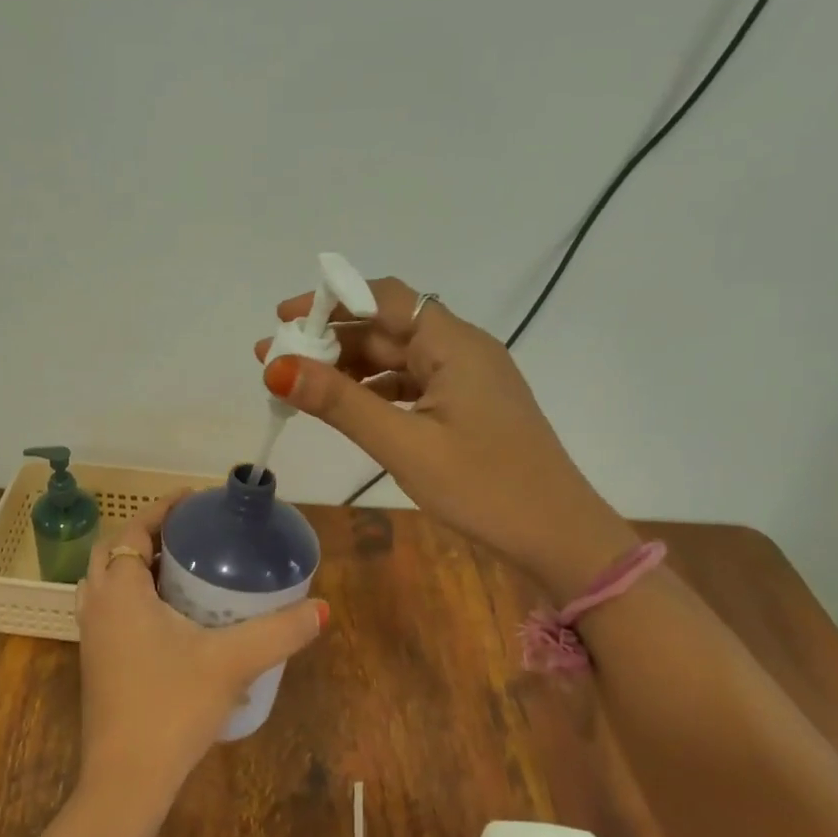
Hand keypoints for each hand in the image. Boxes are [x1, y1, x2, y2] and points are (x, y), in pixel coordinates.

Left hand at [74, 492, 325, 813]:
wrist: (126, 781)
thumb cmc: (171, 708)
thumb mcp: (231, 663)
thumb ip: (278, 632)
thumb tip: (321, 608)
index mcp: (120, 591)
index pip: (134, 530)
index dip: (161, 509)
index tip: (192, 499)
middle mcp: (98, 606)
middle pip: (114, 551)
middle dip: (147, 534)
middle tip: (187, 534)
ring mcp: (92, 637)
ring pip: (106, 582)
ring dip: (135, 566)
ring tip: (178, 568)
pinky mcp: (97, 663)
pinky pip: (109, 610)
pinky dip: (131, 596)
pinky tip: (168, 618)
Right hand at [256, 278, 637, 601]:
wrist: (561, 539)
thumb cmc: (486, 488)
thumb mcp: (404, 445)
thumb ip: (341, 403)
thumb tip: (277, 367)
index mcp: (453, 344)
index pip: (383, 297)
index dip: (330, 299)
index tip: (283, 318)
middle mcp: (461, 349)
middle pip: (386, 326)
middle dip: (330, 339)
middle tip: (277, 361)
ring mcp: (467, 379)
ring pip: (396, 357)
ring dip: (349, 367)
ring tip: (300, 386)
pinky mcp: (467, 406)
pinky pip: (411, 383)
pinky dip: (374, 390)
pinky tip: (346, 408)